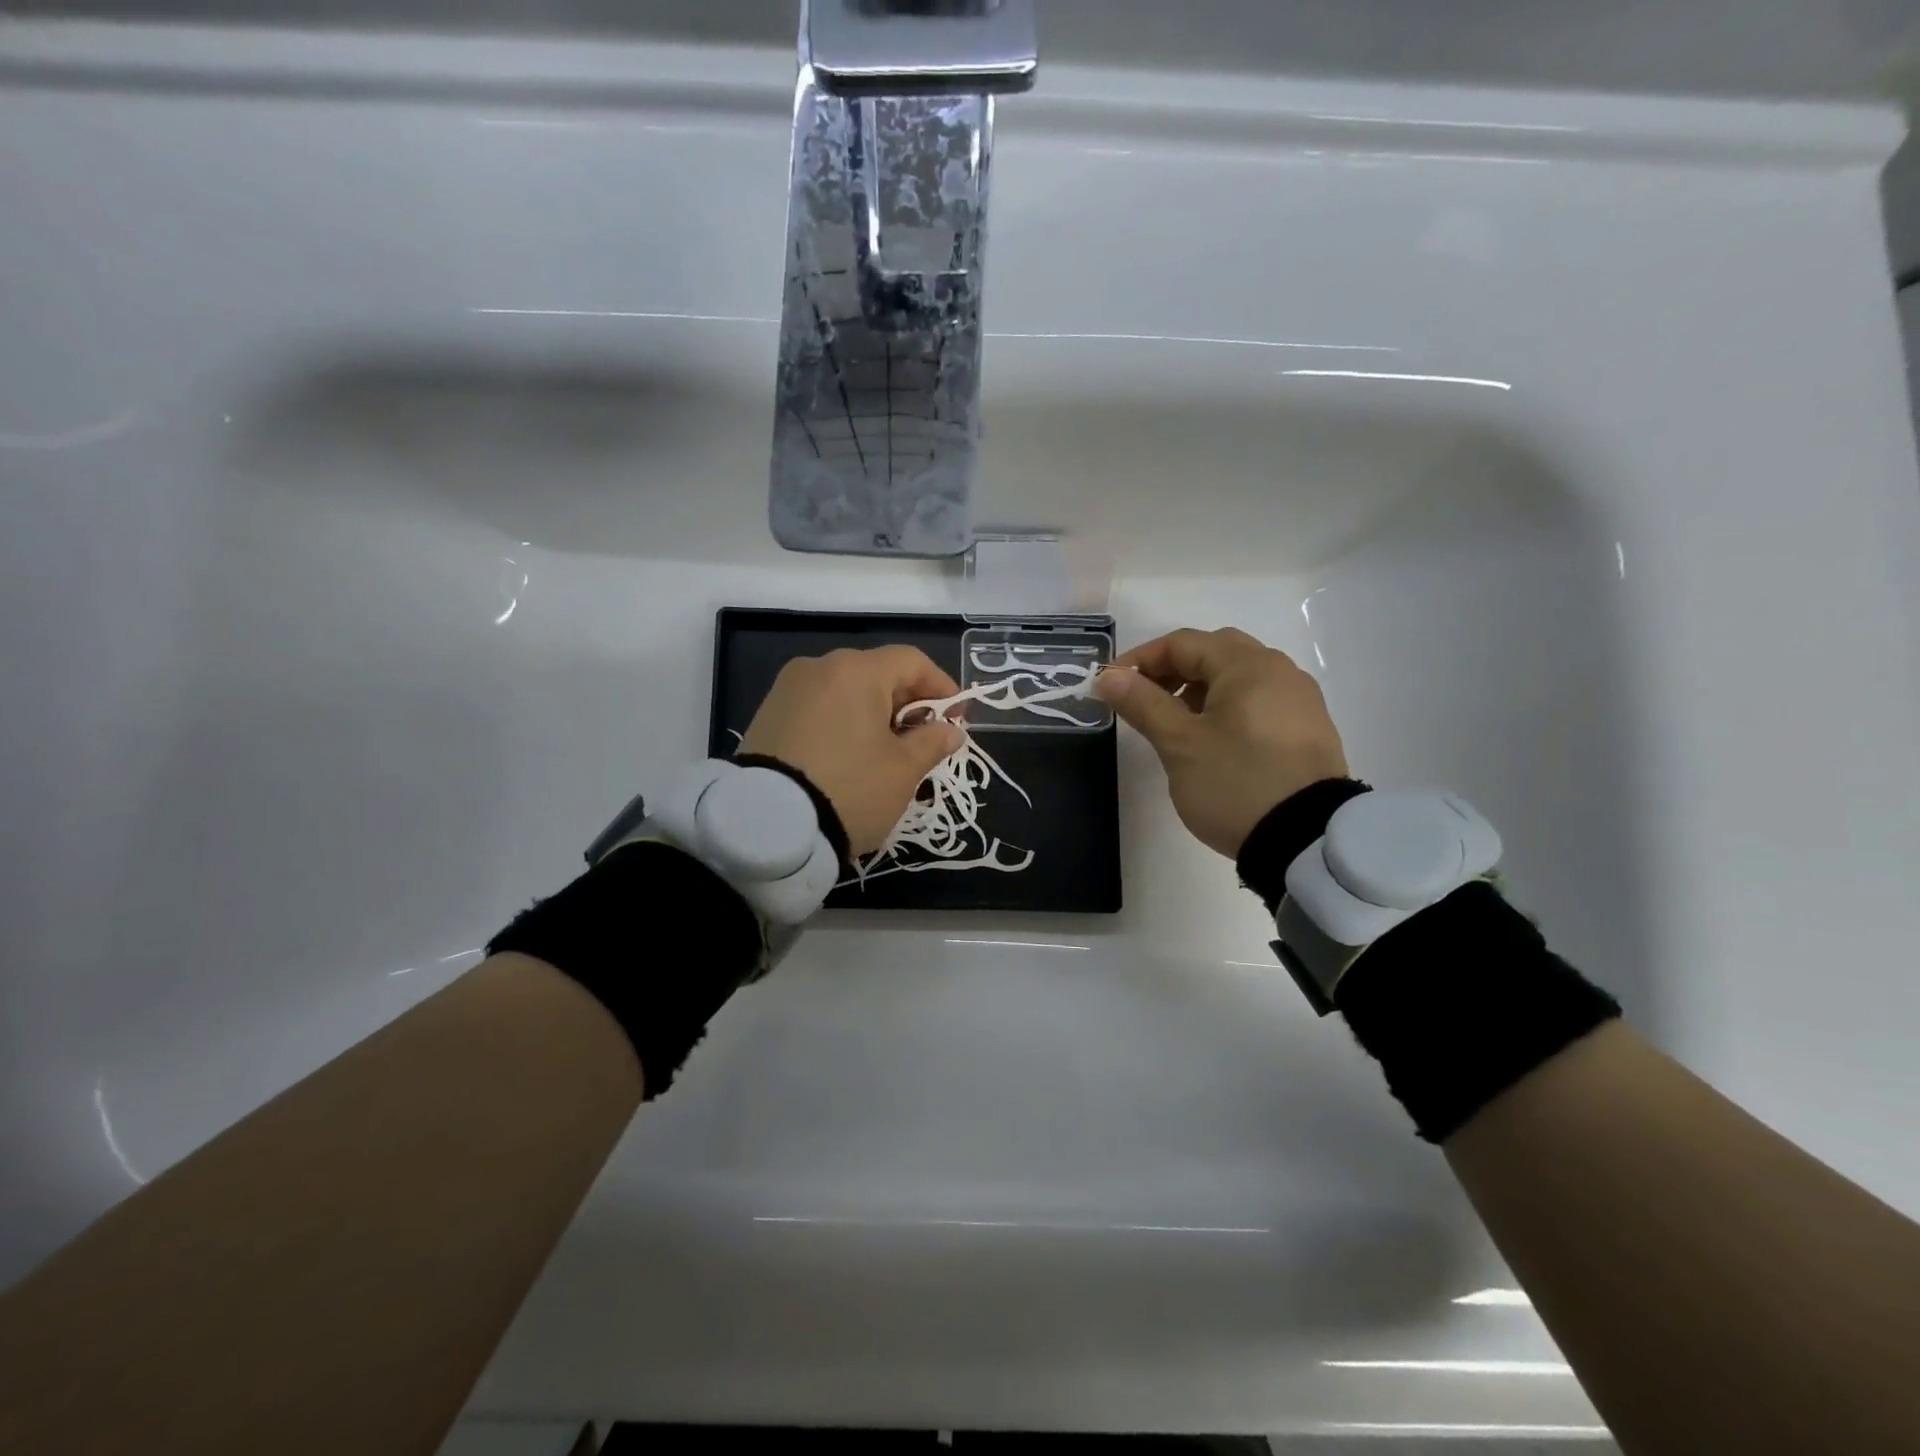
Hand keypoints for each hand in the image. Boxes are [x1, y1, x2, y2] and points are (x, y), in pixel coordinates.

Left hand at [742, 646, 964, 857]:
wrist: (768, 826)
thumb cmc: (850, 789)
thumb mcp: (903, 770)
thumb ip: (932, 742)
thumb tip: (950, 730)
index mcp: (857, 670)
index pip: (912, 661)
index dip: (942, 687)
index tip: (957, 718)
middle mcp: (819, 667)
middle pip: (877, 673)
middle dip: (908, 703)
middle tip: (924, 740)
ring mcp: (787, 689)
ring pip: (846, 691)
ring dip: (874, 714)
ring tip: (887, 753)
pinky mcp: (767, 715)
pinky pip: (819, 708)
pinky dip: (843, 723)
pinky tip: (850, 756)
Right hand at [1094, 627, 1348, 857]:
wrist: (1306, 841)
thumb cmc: (1235, 783)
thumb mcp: (1179, 743)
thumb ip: (1142, 703)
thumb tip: (1109, 675)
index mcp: (1248, 665)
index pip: (1183, 643)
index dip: (1140, 659)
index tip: (1111, 686)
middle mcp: (1279, 670)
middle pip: (1214, 652)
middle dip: (1172, 670)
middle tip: (1142, 700)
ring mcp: (1299, 700)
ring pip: (1237, 677)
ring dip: (1198, 689)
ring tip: (1174, 725)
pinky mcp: (1307, 729)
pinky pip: (1258, 701)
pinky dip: (1226, 707)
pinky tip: (1212, 740)